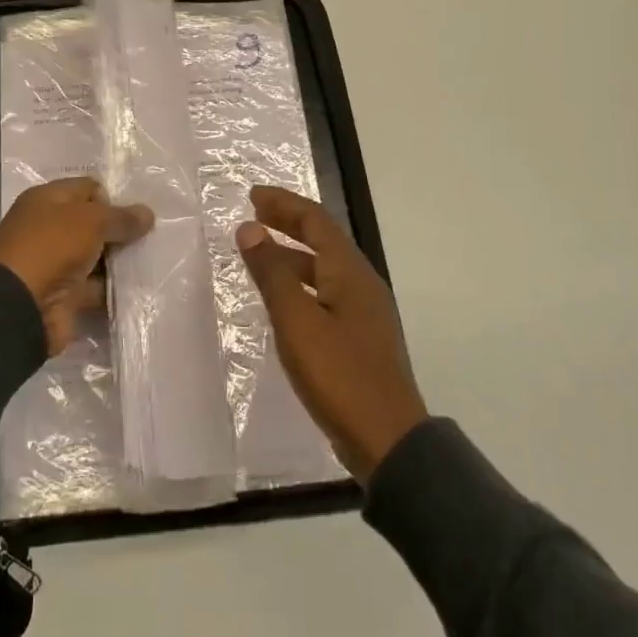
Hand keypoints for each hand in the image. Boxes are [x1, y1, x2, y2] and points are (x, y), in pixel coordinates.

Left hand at [0, 177, 153, 355]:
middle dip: (120, 230)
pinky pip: (95, 287)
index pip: (87, 189)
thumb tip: (147, 214)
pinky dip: (113, 289)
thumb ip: (121, 217)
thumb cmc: (52, 247)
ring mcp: (55, 263)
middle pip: (92, 223)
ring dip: (119, 261)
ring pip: (96, 256)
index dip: (112, 198)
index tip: (136, 214)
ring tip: (152, 260)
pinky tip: (140, 287)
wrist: (20, 306)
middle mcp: (49, 228)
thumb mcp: (91, 221)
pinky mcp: (64, 295)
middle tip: (152, 237)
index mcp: (46, 200)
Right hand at [237, 186, 427, 481]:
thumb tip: (249, 228)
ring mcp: (364, 311)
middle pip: (323, 239)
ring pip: (324, 267)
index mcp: (349, 271)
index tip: (252, 196)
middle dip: (288, 222)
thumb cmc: (339, 374)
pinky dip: (301, 282)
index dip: (283, 203)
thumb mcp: (296, 321)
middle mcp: (361, 283)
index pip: (315, 220)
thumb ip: (272, 273)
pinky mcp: (361, 337)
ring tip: (260, 254)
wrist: (387, 440)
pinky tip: (283, 301)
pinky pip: (326, 292)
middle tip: (254, 213)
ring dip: (292, 253)